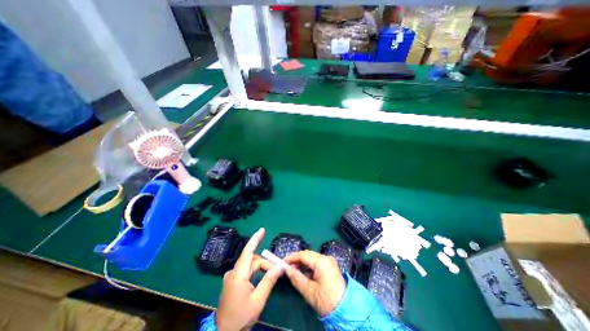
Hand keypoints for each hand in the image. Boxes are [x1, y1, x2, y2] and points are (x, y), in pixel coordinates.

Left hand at [216, 228, 284, 330]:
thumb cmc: (241, 318)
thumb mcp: (258, 300)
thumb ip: (269, 280)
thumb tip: (280, 266)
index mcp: (237, 275)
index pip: (247, 252)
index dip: (255, 239)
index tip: (262, 229)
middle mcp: (233, 272)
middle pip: (252, 260)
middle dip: (265, 263)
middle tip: (277, 270)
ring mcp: (231, 277)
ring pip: (250, 265)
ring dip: (261, 268)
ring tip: (271, 275)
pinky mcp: (232, 281)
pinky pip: (246, 270)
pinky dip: (256, 271)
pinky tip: (262, 278)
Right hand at [284, 250, 345, 315]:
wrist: (346, 310)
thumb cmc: (327, 301)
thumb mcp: (309, 291)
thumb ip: (297, 278)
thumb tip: (287, 269)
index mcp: (321, 262)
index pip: (303, 255)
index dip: (292, 257)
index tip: (283, 262)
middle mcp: (326, 257)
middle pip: (308, 254)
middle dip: (297, 259)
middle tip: (287, 266)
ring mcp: (329, 261)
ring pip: (312, 258)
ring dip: (302, 263)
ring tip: (293, 270)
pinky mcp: (330, 266)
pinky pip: (317, 262)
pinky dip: (309, 266)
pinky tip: (303, 273)